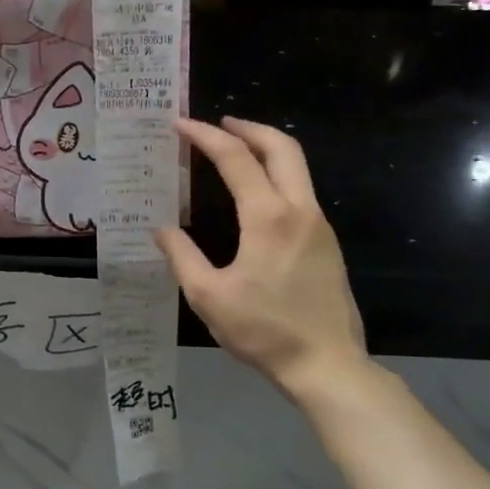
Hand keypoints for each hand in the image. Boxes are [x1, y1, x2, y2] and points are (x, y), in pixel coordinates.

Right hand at [156, 118, 367, 402]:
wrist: (327, 365)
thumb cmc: (264, 330)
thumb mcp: (208, 296)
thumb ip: (182, 256)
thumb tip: (161, 230)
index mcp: (268, 217)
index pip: (236, 159)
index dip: (205, 136)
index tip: (180, 124)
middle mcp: (300, 210)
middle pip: (282, 147)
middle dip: (248, 127)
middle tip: (219, 123)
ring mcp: (319, 225)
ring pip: (297, 167)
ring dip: (266, 149)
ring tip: (234, 151)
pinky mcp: (327, 243)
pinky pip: (300, 191)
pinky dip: (276, 175)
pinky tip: (255, 194)